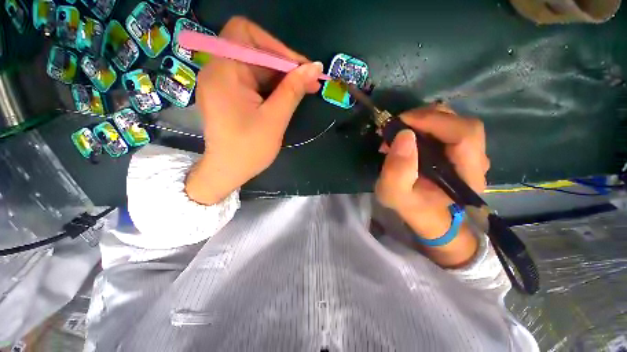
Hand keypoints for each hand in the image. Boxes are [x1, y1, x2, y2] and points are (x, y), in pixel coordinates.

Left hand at [186, 17, 322, 204]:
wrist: (228, 171)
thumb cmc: (249, 149)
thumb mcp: (275, 118)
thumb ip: (293, 90)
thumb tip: (315, 67)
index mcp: (224, 72)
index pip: (246, 33)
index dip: (275, 45)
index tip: (299, 67)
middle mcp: (218, 70)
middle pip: (253, 50)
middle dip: (284, 63)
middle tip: (310, 80)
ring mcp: (222, 82)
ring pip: (256, 66)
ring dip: (281, 76)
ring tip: (304, 89)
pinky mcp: (228, 94)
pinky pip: (252, 80)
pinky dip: (272, 85)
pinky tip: (287, 96)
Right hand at [375, 104, 489, 239]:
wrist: (424, 213)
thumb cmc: (410, 206)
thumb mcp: (393, 193)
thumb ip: (397, 170)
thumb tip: (404, 135)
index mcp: (466, 175)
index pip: (464, 134)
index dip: (434, 121)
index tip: (401, 121)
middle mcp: (476, 160)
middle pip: (460, 123)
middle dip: (425, 118)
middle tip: (396, 127)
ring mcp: (469, 153)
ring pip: (453, 122)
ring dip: (422, 121)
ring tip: (399, 133)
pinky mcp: (459, 149)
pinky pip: (446, 127)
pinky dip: (424, 125)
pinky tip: (407, 136)